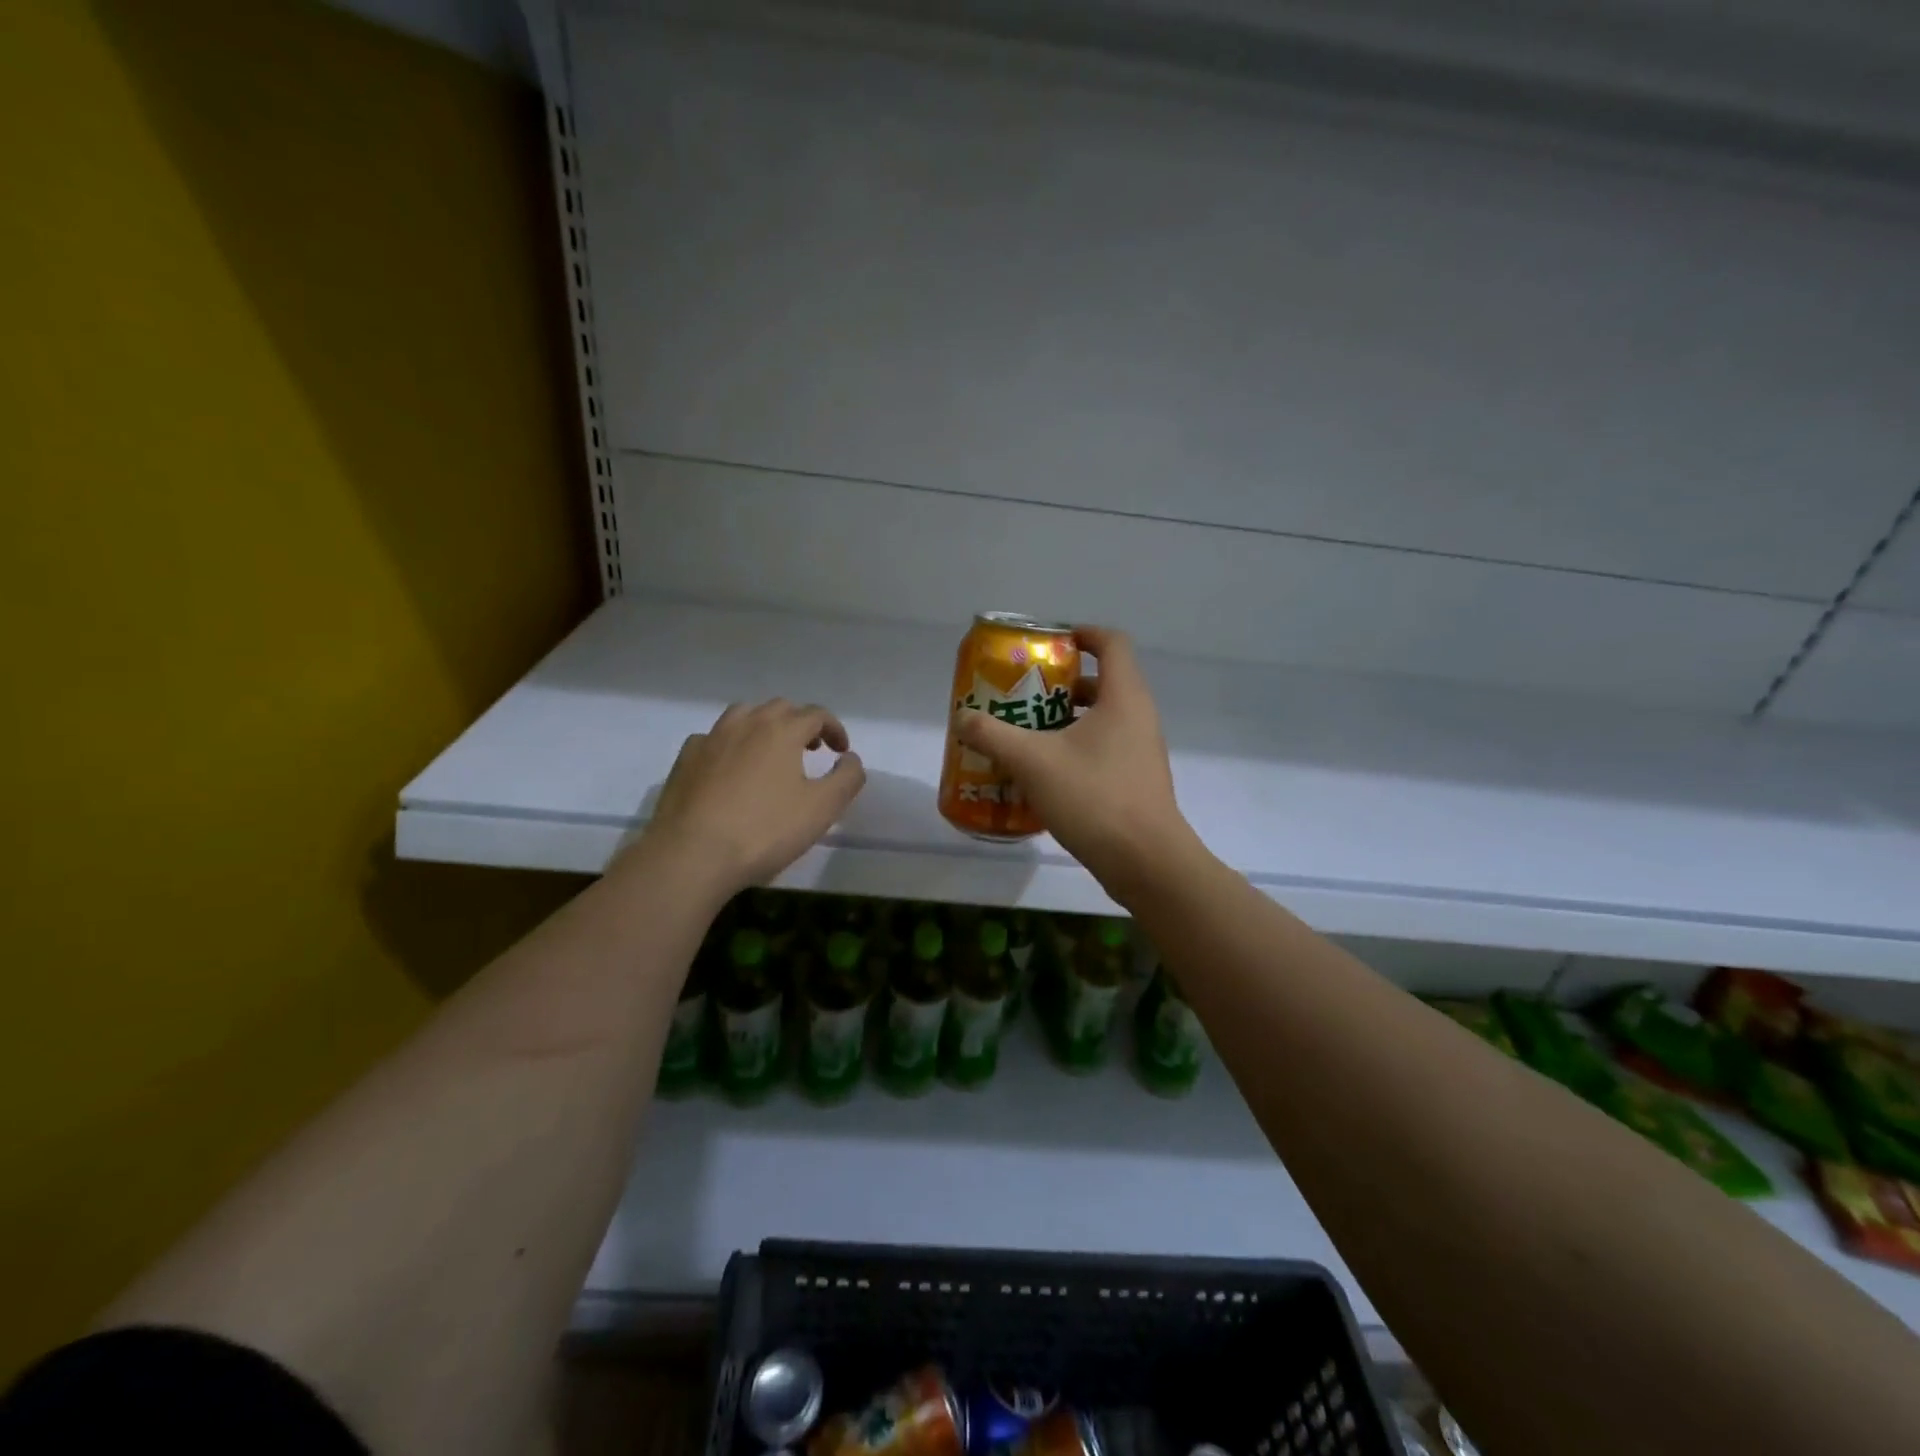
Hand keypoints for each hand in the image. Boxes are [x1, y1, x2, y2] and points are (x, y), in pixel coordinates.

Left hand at [639, 700, 865, 895]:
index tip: (841, 752)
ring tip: (771, 752)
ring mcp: (711, 738)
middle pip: (780, 708)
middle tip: (811, 749)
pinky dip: (730, 744)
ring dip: (764, 726)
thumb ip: (847, 778)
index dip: (834, 729)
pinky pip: (714, 738)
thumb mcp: (822, 809)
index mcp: (782, 730)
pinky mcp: (686, 758)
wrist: (692, 854)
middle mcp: (746, 723)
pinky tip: (731, 767)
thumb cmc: (764, 830)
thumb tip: (850, 758)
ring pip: (743, 715)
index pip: (816, 714)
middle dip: (801, 723)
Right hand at [952, 626, 1193, 895]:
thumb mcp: (1032, 762)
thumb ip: (993, 735)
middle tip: (1023, 695)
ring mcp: (1141, 750)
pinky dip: (1075, 749)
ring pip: (1101, 719)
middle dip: (1060, 684)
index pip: (1110, 642)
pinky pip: (1104, 749)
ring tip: (1026, 735)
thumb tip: (962, 717)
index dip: (1081, 634)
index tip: (1049, 644)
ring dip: (1064, 720)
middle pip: (1102, 681)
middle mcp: (1138, 716)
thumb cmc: (1093, 797)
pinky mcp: (1137, 780)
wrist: (1146, 861)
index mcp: (1123, 697)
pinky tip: (1044, 774)